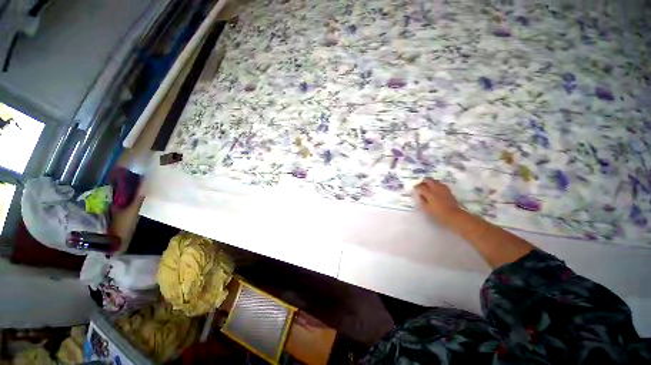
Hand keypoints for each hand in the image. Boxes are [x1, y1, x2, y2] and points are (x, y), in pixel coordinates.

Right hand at [414, 178, 461, 222]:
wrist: (453, 214)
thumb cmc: (438, 212)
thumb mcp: (427, 208)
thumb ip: (422, 200)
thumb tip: (420, 195)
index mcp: (429, 193)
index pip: (421, 187)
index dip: (417, 186)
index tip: (415, 187)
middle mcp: (436, 189)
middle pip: (429, 180)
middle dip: (424, 181)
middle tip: (421, 184)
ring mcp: (442, 189)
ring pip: (435, 181)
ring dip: (430, 181)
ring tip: (428, 185)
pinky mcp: (448, 190)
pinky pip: (441, 184)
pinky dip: (437, 184)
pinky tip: (436, 187)